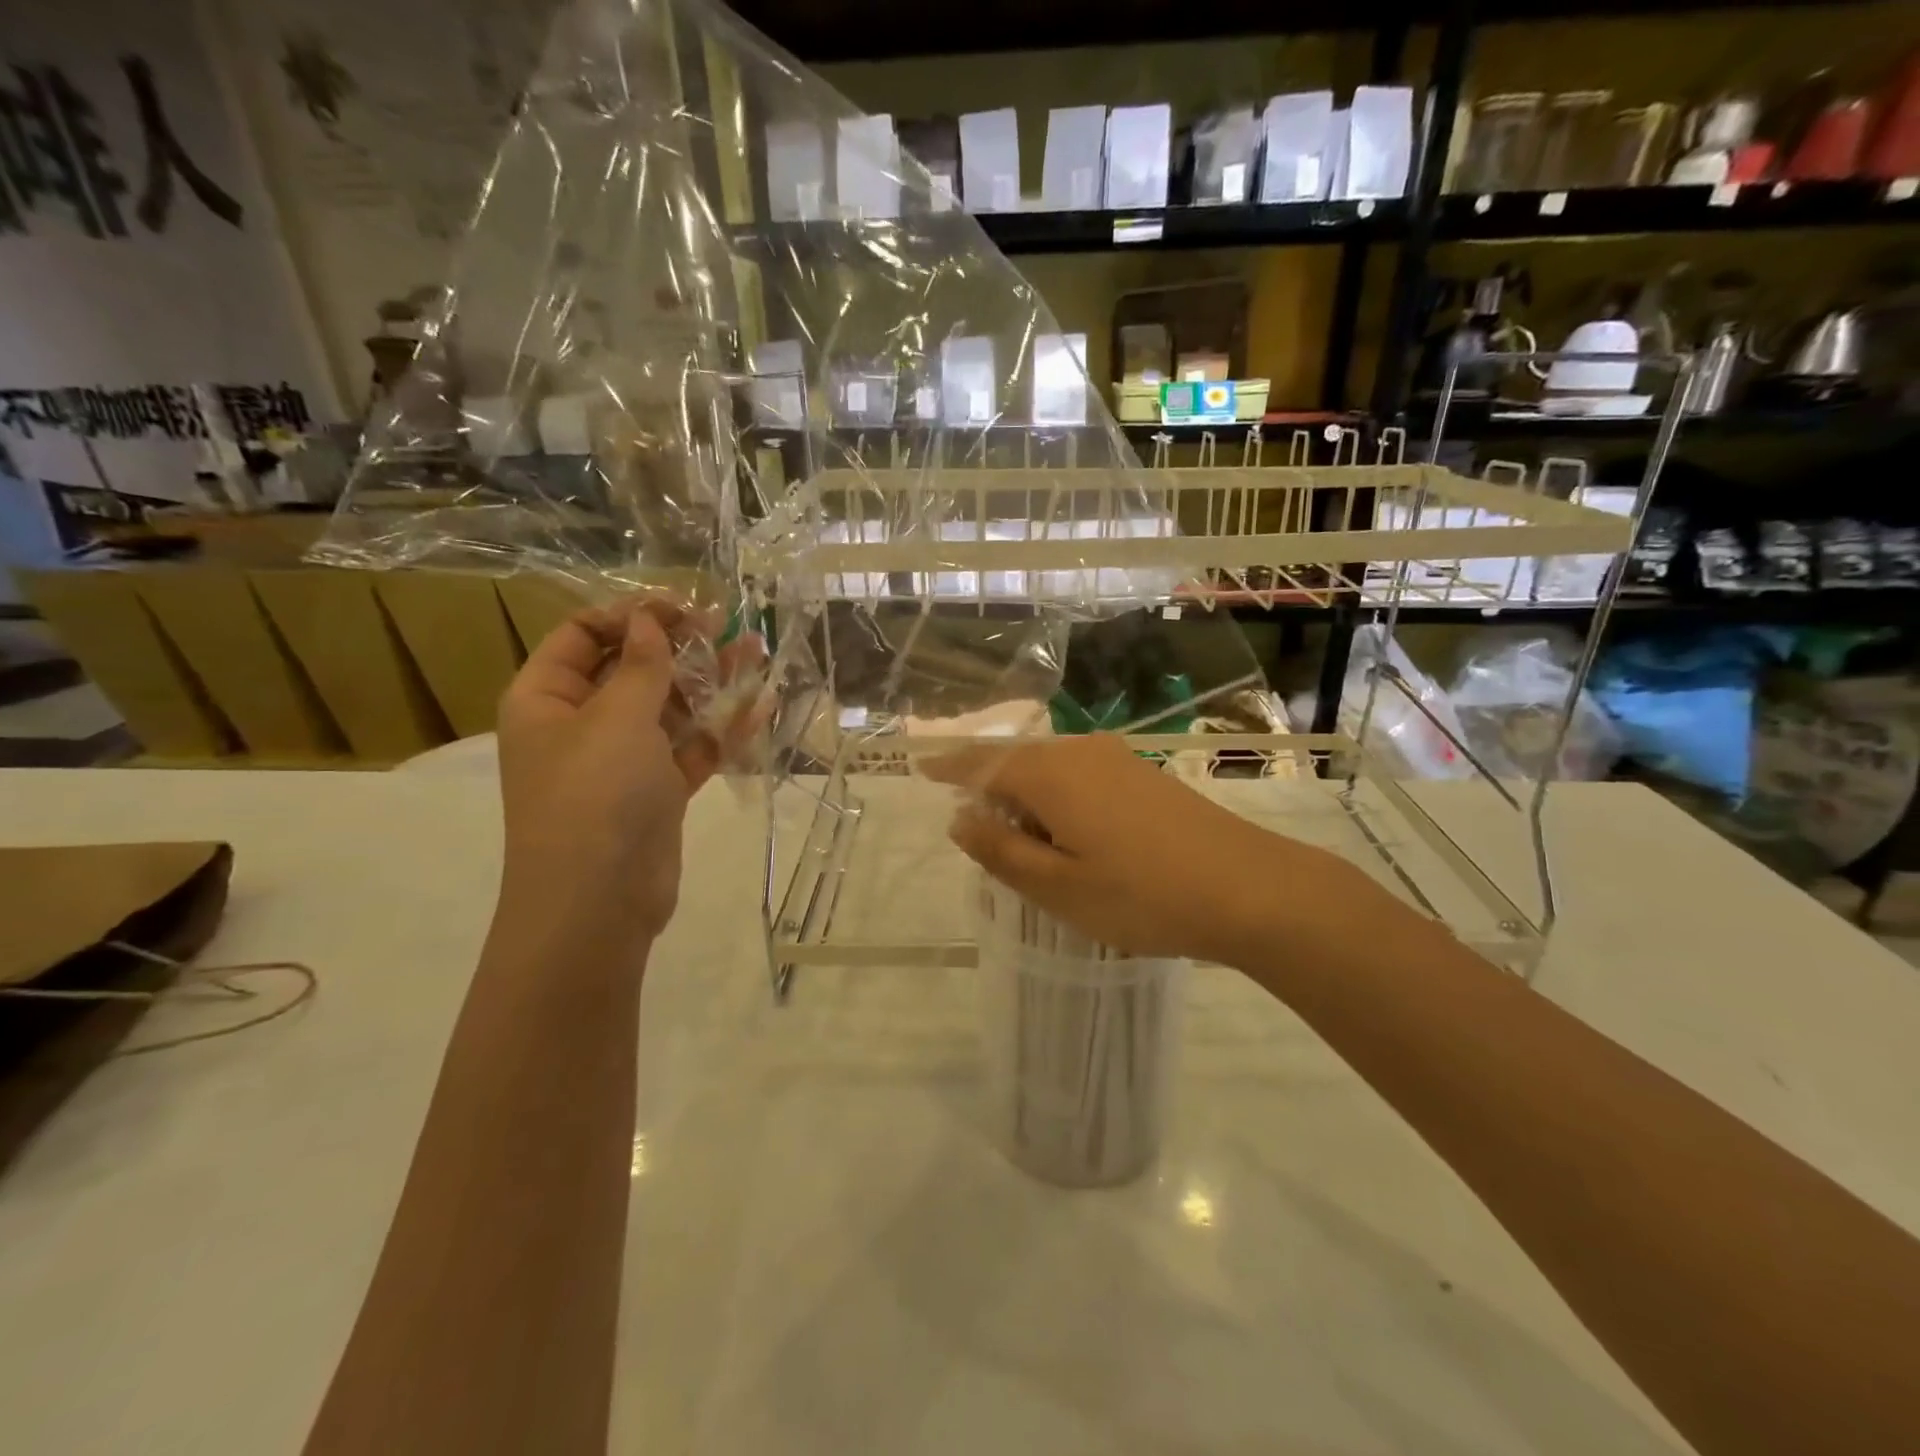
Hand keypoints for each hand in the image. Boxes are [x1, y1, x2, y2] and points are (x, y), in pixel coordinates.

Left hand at [495, 597, 757, 945]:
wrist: (598, 901)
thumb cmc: (595, 795)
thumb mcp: (617, 718)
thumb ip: (642, 665)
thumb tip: (649, 619)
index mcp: (547, 698)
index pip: (582, 636)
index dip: (630, 616)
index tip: (680, 610)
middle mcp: (582, 724)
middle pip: (632, 669)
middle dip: (678, 646)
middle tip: (725, 627)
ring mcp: (622, 760)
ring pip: (669, 708)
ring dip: (710, 683)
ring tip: (756, 653)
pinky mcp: (657, 791)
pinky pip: (691, 748)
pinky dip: (722, 729)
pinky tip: (762, 705)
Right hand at [923, 734, 1392, 965]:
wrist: (1250, 888)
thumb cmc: (1142, 894)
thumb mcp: (1058, 886)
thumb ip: (1000, 850)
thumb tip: (959, 820)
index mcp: (1049, 774)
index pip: (982, 763)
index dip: (949, 768)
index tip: (921, 769)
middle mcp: (1079, 753)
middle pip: (1017, 762)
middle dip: (990, 790)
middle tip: (977, 832)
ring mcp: (1116, 760)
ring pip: (1050, 770)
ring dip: (1026, 799)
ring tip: (1023, 843)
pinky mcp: (1143, 774)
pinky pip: (1080, 777)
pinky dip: (1058, 800)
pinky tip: (1069, 834)